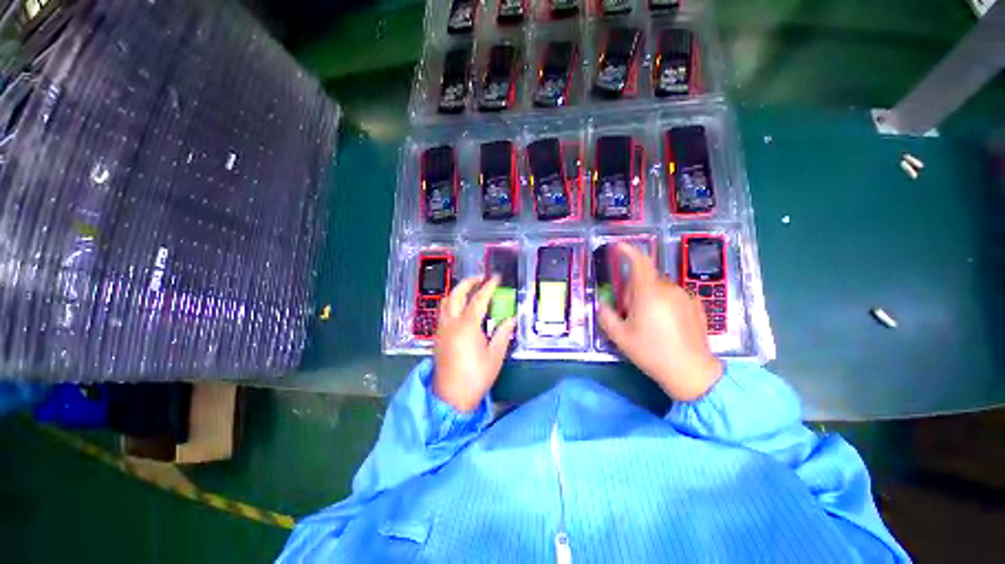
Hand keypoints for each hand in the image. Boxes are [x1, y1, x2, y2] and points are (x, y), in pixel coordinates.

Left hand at [433, 275, 516, 411]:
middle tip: (480, 278)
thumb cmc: (475, 377)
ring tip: (469, 289)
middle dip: (468, 282)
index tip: (495, 278)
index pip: (479, 299)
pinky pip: (442, 312)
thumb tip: (511, 319)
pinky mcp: (437, 337)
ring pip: (445, 302)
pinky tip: (460, 309)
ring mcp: (442, 330)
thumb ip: (503, 334)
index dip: (488, 286)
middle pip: (456, 294)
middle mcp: (451, 323)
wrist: (450, 397)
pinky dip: (451, 303)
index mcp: (467, 326)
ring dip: (457, 291)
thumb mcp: (495, 356)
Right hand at [597, 243, 721, 401]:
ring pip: (659, 288)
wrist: (692, 372)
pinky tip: (665, 323)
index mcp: (649, 294)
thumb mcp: (620, 337)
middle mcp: (669, 289)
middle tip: (629, 312)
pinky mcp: (696, 305)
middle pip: (645, 279)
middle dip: (633, 290)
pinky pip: (673, 295)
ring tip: (648, 321)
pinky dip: (663, 301)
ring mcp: (685, 296)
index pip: (639, 263)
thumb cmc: (652, 353)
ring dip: (648, 296)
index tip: (618, 246)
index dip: (628, 251)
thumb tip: (602, 304)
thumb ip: (606, 316)